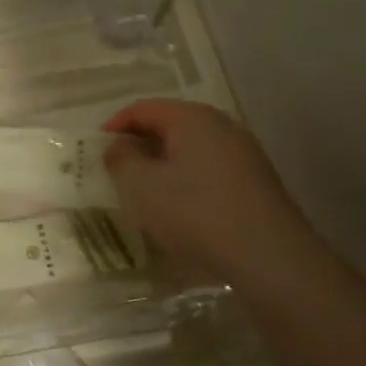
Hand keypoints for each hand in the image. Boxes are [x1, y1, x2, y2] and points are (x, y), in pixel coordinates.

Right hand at [103, 99, 336, 299]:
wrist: (267, 257)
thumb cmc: (194, 213)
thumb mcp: (140, 186)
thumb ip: (121, 159)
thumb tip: (119, 145)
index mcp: (192, 118)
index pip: (144, 108)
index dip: (116, 124)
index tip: (98, 147)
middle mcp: (222, 126)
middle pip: (172, 124)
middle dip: (142, 143)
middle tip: (119, 167)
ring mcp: (244, 153)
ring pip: (193, 148)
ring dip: (166, 163)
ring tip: (147, 189)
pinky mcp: (257, 181)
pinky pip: (211, 168)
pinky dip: (189, 178)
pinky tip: (182, 207)